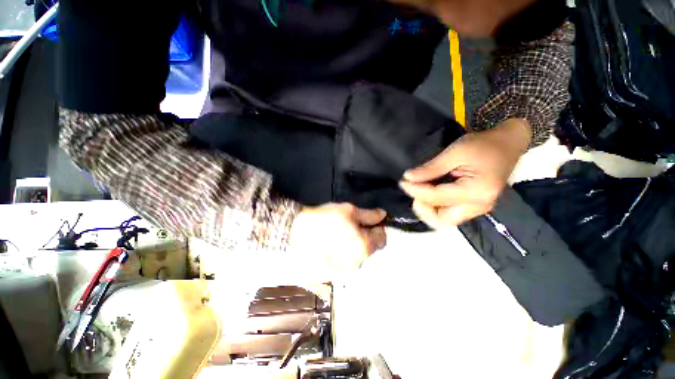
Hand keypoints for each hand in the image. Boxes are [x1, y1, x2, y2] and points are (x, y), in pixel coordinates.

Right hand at [290, 203, 386, 276]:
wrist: (295, 234)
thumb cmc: (325, 219)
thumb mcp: (349, 211)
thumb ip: (369, 214)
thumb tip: (383, 215)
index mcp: (365, 247)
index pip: (382, 238)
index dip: (376, 227)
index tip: (367, 221)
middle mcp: (359, 264)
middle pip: (370, 248)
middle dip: (365, 237)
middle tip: (351, 226)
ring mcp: (345, 272)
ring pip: (358, 256)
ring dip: (354, 246)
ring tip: (340, 236)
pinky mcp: (333, 274)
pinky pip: (346, 263)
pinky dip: (344, 254)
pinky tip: (332, 246)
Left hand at [400, 119, 530, 227]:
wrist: (508, 144)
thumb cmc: (483, 144)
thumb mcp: (455, 152)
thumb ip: (431, 168)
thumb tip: (408, 178)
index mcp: (477, 192)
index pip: (436, 197)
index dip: (415, 191)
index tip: (402, 182)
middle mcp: (479, 206)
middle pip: (441, 219)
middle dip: (422, 208)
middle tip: (413, 190)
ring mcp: (478, 209)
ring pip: (444, 220)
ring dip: (427, 209)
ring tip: (419, 193)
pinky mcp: (474, 206)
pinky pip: (449, 214)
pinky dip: (435, 207)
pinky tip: (429, 195)